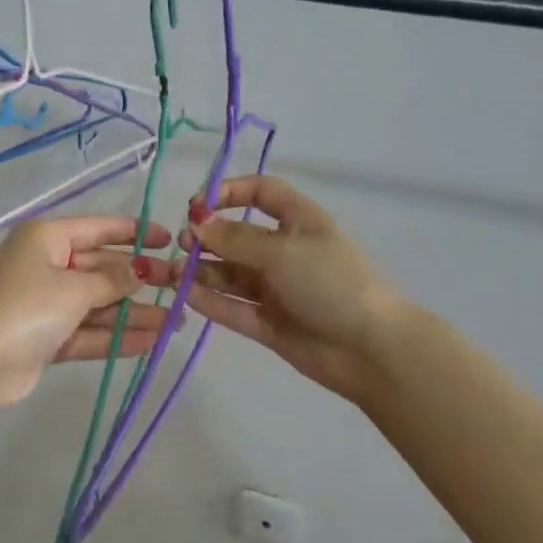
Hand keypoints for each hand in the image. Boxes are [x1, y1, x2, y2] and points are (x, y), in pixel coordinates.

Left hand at [0, 217, 172, 406]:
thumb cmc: (27, 308)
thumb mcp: (74, 288)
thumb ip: (112, 280)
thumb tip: (141, 270)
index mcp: (46, 239)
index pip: (97, 229)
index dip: (133, 233)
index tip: (167, 240)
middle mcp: (46, 265)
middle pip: (100, 268)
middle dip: (139, 280)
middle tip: (179, 287)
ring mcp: (45, 303)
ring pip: (97, 303)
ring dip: (133, 313)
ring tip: (175, 323)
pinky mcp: (47, 337)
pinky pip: (87, 331)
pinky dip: (115, 336)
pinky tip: (151, 342)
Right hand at [153, 176, 412, 402]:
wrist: (370, 349)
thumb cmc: (331, 283)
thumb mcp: (282, 251)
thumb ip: (235, 238)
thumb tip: (196, 221)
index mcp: (299, 222)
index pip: (262, 193)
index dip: (230, 192)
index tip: (198, 204)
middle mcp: (285, 252)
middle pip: (238, 236)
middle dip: (208, 237)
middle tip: (182, 244)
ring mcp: (276, 289)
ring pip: (231, 274)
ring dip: (202, 270)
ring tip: (173, 273)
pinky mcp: (269, 323)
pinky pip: (233, 307)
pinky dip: (210, 301)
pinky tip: (185, 295)